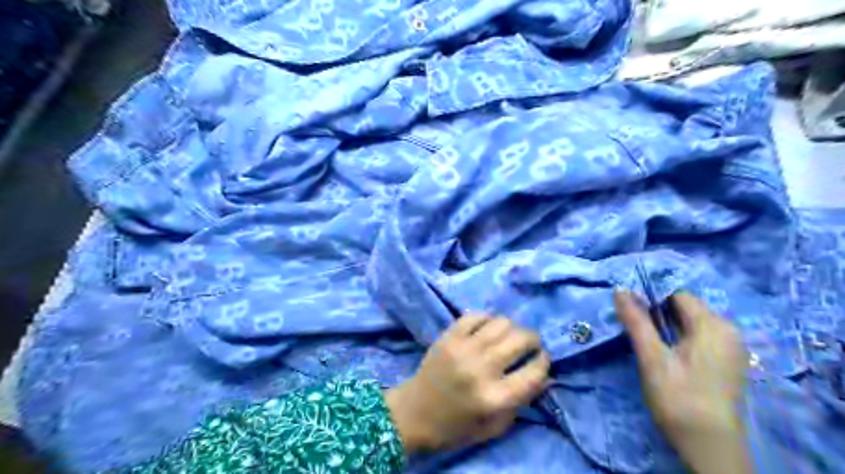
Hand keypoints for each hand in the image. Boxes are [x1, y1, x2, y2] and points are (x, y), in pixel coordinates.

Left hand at [385, 312, 551, 453]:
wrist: (414, 413)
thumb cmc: (456, 427)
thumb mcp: (494, 426)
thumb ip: (522, 402)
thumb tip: (544, 375)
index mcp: (494, 398)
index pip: (534, 372)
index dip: (544, 362)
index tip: (542, 358)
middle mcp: (481, 369)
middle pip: (520, 339)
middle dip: (532, 340)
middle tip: (529, 345)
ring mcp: (463, 348)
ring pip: (501, 322)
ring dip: (512, 327)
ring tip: (508, 336)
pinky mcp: (448, 336)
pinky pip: (476, 315)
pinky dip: (488, 318)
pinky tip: (487, 329)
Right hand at [615, 293, 751, 473]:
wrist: (709, 447)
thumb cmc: (678, 397)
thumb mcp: (651, 356)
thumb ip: (636, 320)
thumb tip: (619, 289)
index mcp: (713, 325)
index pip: (678, 294)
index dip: (651, 299)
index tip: (631, 313)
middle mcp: (729, 331)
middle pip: (686, 308)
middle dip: (658, 313)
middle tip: (636, 330)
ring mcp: (731, 347)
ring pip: (691, 323)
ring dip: (667, 327)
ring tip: (649, 344)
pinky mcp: (727, 362)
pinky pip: (699, 337)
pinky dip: (679, 339)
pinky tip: (667, 355)